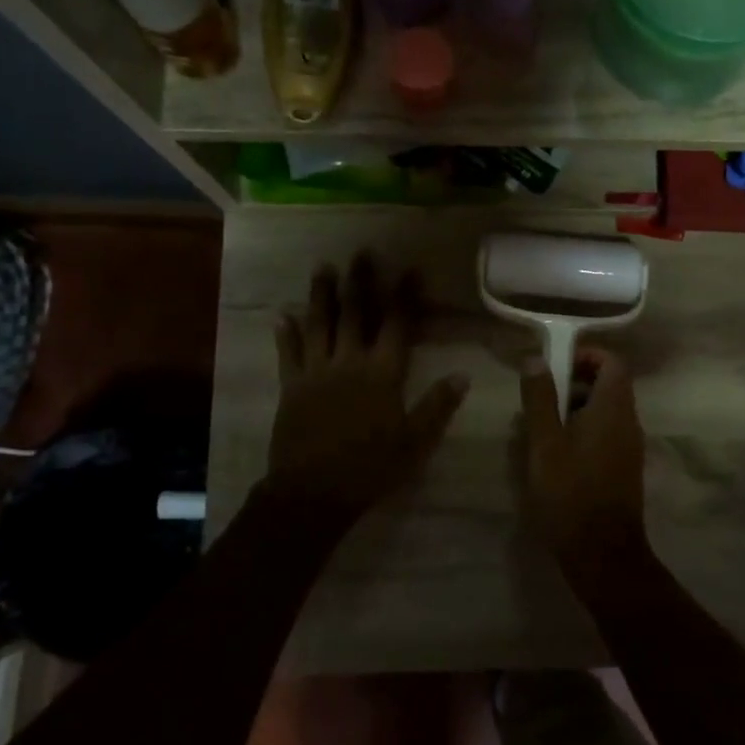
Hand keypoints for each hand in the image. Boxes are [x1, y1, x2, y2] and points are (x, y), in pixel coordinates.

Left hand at [269, 256, 467, 519]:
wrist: (314, 492)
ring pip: (319, 325)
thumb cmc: (371, 467)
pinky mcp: (291, 387)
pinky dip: (286, 334)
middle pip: (356, 314)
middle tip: (362, 253)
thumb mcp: (415, 442)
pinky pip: (288, 354)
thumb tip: (462, 375)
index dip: (405, 296)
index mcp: (382, 374)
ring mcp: (316, 372)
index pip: (397, 325)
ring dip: (322, 295)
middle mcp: (349, 362)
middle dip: (361, 282)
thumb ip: (437, 406)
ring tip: (324, 268)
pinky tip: (282, 315)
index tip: (410, 269)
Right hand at [519, 347, 647, 579]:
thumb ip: (540, 398)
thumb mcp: (544, 443)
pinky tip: (555, 456)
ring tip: (540, 429)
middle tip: (539, 400)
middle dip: (573, 383)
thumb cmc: (570, 493)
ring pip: (605, 411)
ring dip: (574, 409)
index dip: (585, 355)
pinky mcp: (624, 468)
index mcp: (613, 408)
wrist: (602, 553)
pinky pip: (606, 434)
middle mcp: (629, 422)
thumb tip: (536, 359)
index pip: (612, 362)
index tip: (553, 367)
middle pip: (608, 384)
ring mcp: (629, 447)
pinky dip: (582, 431)